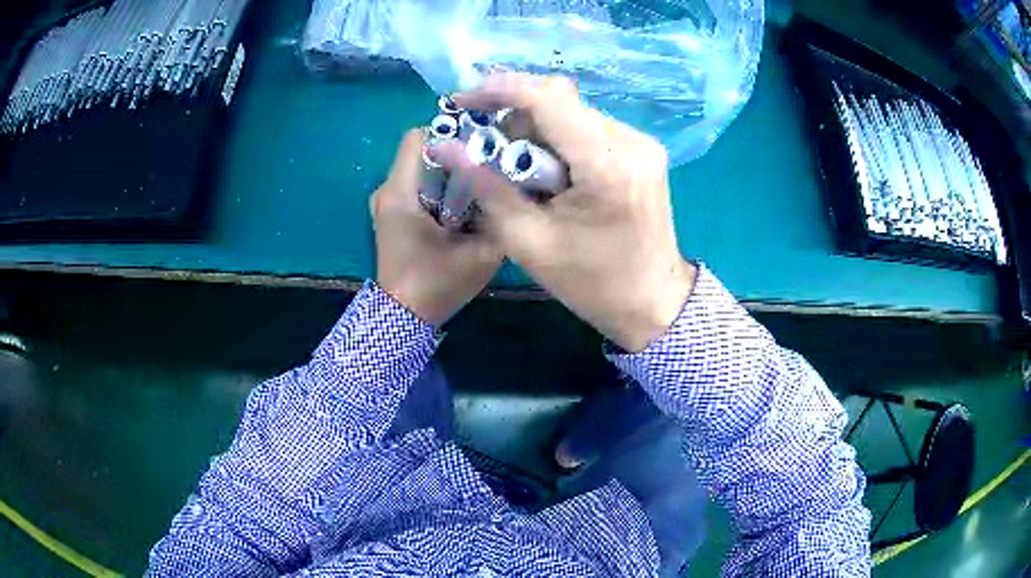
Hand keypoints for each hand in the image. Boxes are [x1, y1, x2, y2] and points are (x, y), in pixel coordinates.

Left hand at [372, 129, 503, 326]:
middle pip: (422, 152)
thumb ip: (500, 219)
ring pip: (421, 170)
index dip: (451, 136)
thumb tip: (516, 190)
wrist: (403, 318)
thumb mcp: (480, 255)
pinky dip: (439, 190)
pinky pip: (417, 187)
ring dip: (448, 175)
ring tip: (473, 194)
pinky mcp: (391, 215)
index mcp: (401, 193)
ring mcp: (386, 203)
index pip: (418, 137)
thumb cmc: (436, 285)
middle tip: (483, 174)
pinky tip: (458, 211)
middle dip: (455, 157)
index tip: (477, 152)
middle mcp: (387, 191)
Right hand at [431, 74, 696, 351]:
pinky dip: (561, 139)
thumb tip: (445, 146)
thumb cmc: (592, 284)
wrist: (654, 302)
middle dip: (516, 116)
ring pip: (573, 112)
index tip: (463, 100)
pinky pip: (590, 127)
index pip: (548, 98)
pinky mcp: (645, 150)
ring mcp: (643, 143)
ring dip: (538, 129)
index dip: (499, 90)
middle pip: (560, 100)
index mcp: (606, 165)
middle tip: (490, 149)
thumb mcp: (529, 243)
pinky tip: (553, 171)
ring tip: (523, 170)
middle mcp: (631, 141)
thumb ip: (486, 187)